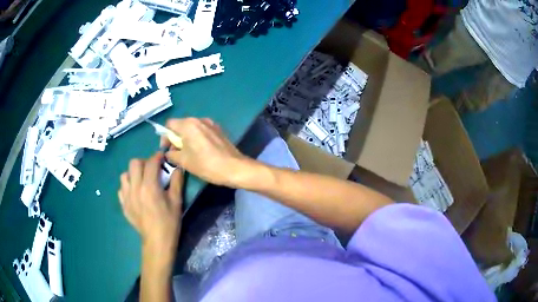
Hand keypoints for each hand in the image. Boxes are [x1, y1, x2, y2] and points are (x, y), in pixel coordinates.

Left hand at [118, 153, 182, 253]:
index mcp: (149, 186)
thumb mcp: (176, 201)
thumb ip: (177, 182)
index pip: (151, 162)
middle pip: (134, 163)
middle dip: (144, 162)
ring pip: (125, 175)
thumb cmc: (169, 222)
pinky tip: (135, 194)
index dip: (157, 156)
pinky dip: (128, 187)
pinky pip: (121, 189)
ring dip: (133, 174)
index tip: (162, 157)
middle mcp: (135, 188)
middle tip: (152, 170)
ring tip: (141, 181)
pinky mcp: (123, 205)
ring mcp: (127, 197)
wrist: (157, 241)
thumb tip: (177, 168)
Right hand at [161, 118, 251, 187]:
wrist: (234, 167)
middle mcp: (199, 119)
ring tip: (188, 154)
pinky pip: (202, 131)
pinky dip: (197, 138)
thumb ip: (171, 154)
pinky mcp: (219, 130)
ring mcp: (211, 124)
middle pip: (181, 125)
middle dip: (175, 138)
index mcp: (188, 124)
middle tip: (176, 153)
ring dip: (186, 138)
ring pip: (192, 128)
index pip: (169, 124)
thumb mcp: (184, 161)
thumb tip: (169, 152)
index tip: (167, 149)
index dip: (165, 136)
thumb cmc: (206, 164)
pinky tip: (200, 151)